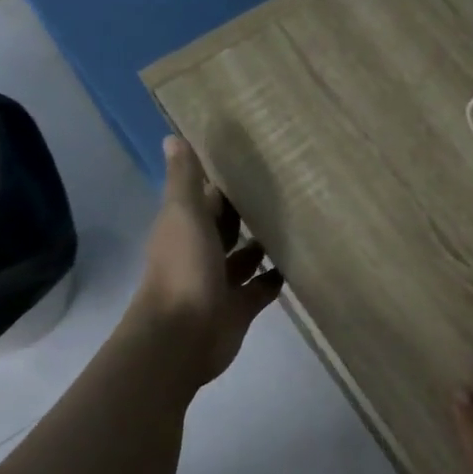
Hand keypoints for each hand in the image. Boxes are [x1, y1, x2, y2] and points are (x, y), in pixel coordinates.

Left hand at [128, 136, 283, 386]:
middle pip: (227, 226)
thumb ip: (185, 181)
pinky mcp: (241, 306)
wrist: (183, 336)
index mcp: (184, 227)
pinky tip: (300, 261)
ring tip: (299, 221)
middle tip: (288, 188)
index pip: (206, 198)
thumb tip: (172, 137)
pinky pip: (262, 287)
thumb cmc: (183, 269)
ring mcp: (221, 281)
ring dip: (264, 243)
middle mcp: (201, 252)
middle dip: (248, 211)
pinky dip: (277, 276)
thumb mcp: (183, 215)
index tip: (254, 161)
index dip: (224, 182)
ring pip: (246, 257)